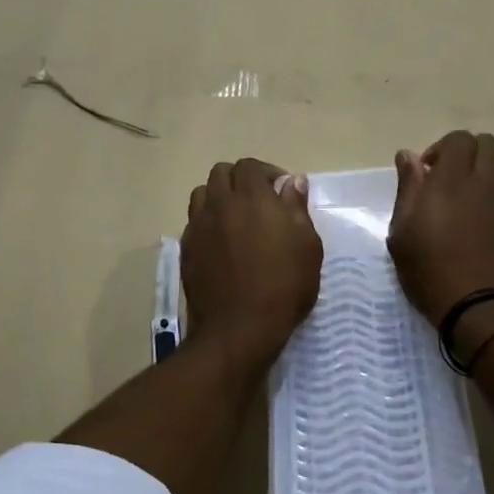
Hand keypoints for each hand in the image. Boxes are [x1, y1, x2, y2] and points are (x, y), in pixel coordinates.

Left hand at [182, 158, 322, 369]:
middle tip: (258, 201)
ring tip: (235, 218)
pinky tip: (221, 242)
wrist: (239, 328)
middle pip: (221, 173)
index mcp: (251, 198)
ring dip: (219, 197)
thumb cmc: (283, 286)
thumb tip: (292, 181)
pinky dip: (207, 221)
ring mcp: (198, 226)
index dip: (266, 173)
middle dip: (240, 180)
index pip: (250, 166)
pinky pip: (194, 221)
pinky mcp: (187, 248)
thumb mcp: (307, 247)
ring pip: (202, 194)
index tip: (281, 192)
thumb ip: (297, 208)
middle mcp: (220, 204)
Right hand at [388, 131, 493, 323]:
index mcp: (453, 180)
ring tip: (458, 212)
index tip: (427, 173)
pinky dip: (489, 204)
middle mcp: (486, 184)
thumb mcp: (402, 231)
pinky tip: (474, 235)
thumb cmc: (429, 270)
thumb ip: (408, 187)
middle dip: (466, 154)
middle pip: (487, 145)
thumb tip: (408, 156)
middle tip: (445, 181)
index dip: (442, 148)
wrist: (479, 309)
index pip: (460, 138)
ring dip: (478, 179)